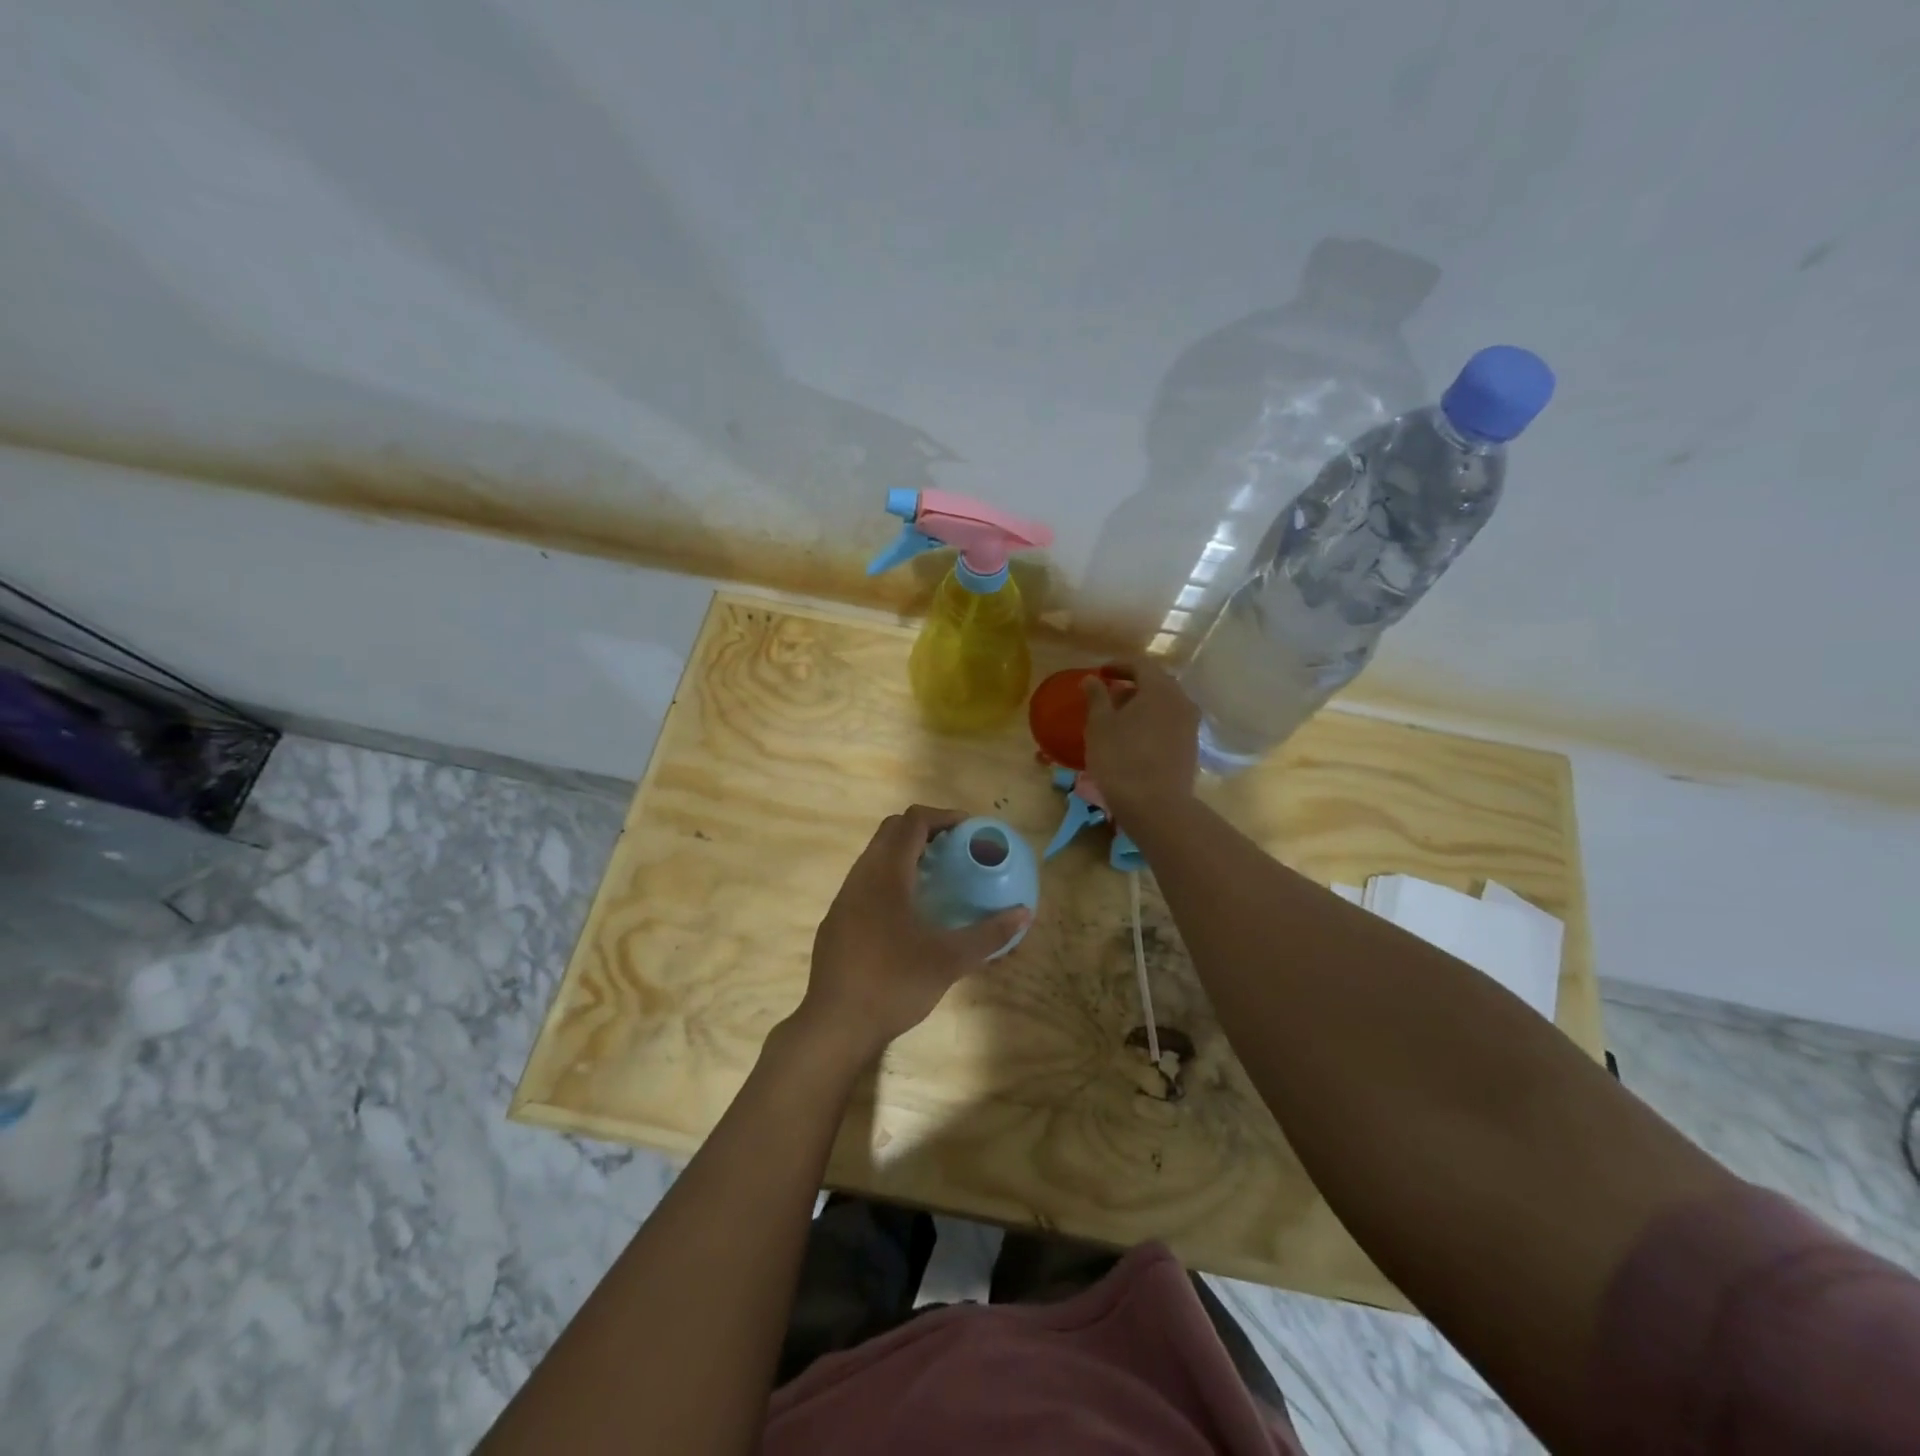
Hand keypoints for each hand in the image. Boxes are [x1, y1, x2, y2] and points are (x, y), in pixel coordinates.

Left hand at [793, 805, 1029, 1069]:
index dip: (943, 816)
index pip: (913, 821)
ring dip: (905, 853)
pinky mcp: (837, 920)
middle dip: (925, 830)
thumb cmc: (894, 983)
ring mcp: (844, 898)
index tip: (969, 829)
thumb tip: (1023, 914)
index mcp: (886, 874)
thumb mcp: (949, 960)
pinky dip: (891, 878)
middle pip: (891, 831)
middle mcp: (861, 876)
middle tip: (955, 848)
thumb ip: (988, 935)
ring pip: (875, 856)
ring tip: (937, 876)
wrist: (835, 1024)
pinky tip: (909, 911)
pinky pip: (866, 881)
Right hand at [1082, 659, 1199, 820]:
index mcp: (1159, 689)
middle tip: (1109, 695)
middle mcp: (1181, 701)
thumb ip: (1096, 697)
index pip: (1140, 664)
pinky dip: (1153, 721)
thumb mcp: (1099, 726)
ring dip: (1143, 705)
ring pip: (1165, 704)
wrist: (1156, 806)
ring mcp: (1190, 725)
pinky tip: (1135, 737)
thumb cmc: (1121, 759)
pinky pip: (1170, 723)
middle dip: (1132, 684)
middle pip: (1157, 683)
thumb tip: (1092, 679)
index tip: (1100, 673)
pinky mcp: (1191, 747)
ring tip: (1119, 718)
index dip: (1118, 665)